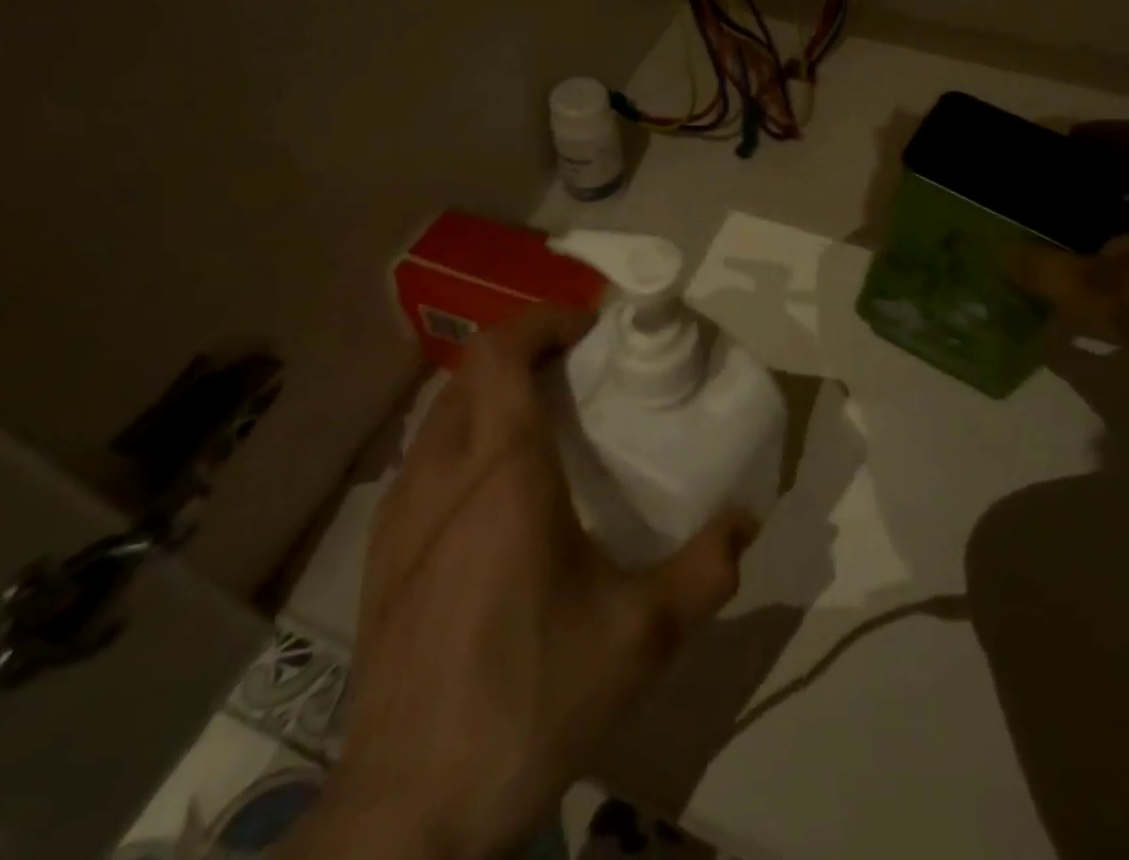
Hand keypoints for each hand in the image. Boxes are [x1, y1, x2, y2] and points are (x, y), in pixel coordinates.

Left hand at [287, 305, 757, 859]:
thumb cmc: (531, 697)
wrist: (410, 809)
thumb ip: (705, 569)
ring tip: (543, 424)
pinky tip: (496, 496)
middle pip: (472, 370)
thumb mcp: (639, 636)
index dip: (542, 320)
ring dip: (492, 394)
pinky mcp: (380, 551)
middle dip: (525, 351)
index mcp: (502, 469)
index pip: (501, 350)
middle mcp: (442, 470)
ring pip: (443, 411)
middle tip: (577, 373)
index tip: (588, 329)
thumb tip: (748, 520)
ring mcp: (399, 510)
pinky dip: (465, 439)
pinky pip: (424, 458)